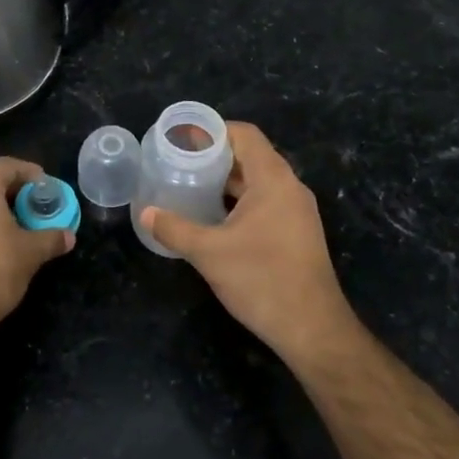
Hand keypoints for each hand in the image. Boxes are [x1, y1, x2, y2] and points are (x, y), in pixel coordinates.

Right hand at [141, 123, 357, 363]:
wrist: (311, 327)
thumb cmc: (261, 280)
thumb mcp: (209, 253)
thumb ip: (175, 229)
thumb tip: (147, 213)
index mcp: (273, 179)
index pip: (245, 135)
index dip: (213, 131)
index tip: (182, 139)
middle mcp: (290, 188)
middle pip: (251, 156)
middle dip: (215, 157)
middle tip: (179, 164)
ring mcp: (297, 211)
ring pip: (258, 182)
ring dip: (227, 182)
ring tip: (190, 187)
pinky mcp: (297, 233)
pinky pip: (265, 203)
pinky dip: (239, 202)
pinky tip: (214, 218)